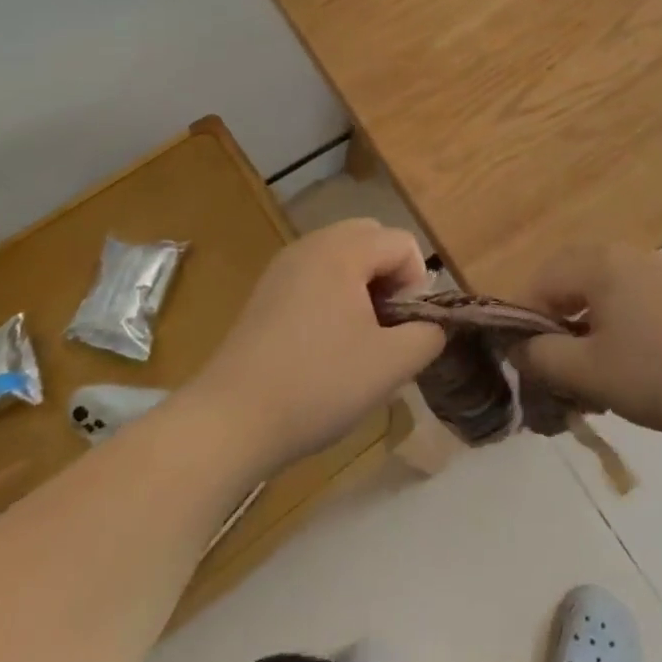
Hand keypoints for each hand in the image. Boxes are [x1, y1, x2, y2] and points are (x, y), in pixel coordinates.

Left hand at [190, 219, 444, 470]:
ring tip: (357, 338)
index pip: (403, 244)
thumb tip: (433, 324)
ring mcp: (284, 266)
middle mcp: (312, 244)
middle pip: (372, 239)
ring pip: (344, 257)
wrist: (228, 422)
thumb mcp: (391, 364)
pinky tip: (324, 344)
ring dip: (363, 287)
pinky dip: (334, 295)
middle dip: (391, 278)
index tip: (402, 330)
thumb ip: (429, 335)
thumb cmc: (317, 385)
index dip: (416, 285)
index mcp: (343, 250)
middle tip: (384, 328)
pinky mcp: (265, 292)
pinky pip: (316, 274)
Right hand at [511, 244, 661, 432]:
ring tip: (588, 378)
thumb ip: (541, 358)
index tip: (528, 367)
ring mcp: (651, 269)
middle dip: (554, 330)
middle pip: (567, 285)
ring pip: (597, 295)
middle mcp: (621, 254)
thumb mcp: (589, 372)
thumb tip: (516, 348)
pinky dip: (611, 329)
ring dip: (583, 333)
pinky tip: (622, 366)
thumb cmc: (658, 370)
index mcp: (597, 263)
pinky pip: (625, 300)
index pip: (539, 283)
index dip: (523, 325)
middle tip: (555, 372)